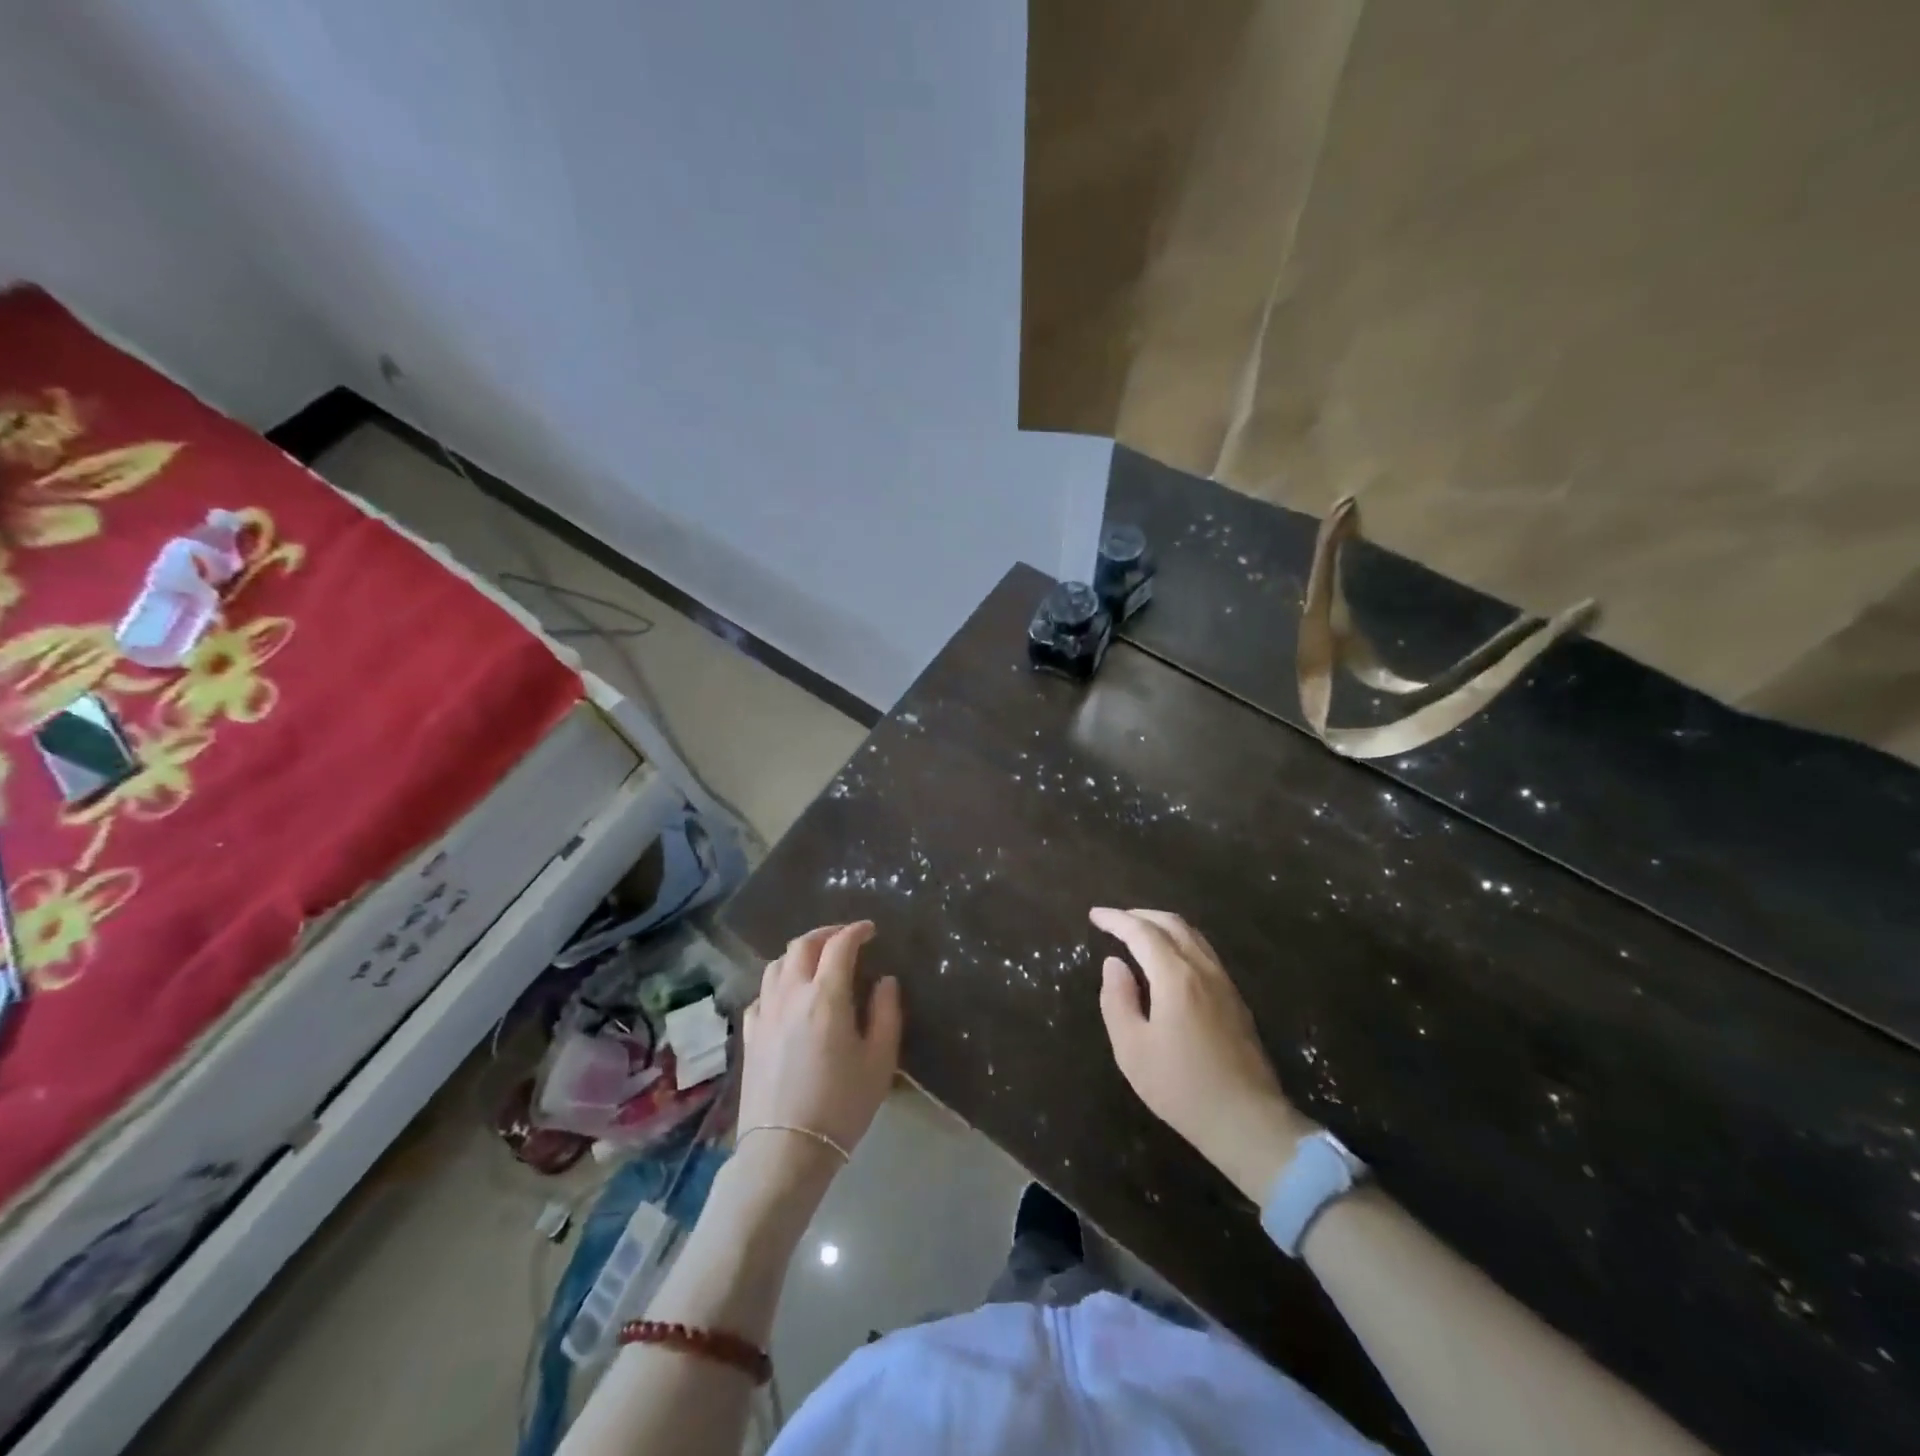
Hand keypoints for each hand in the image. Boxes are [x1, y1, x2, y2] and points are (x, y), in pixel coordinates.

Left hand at [740, 922, 901, 1176]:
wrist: (785, 1151)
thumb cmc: (841, 1105)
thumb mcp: (879, 1060)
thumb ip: (886, 1013)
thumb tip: (884, 980)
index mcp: (826, 996)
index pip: (840, 945)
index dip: (856, 931)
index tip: (871, 930)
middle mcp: (791, 994)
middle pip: (802, 945)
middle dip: (826, 933)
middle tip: (845, 938)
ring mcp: (765, 1013)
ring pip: (777, 964)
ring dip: (799, 953)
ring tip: (817, 961)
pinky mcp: (750, 1035)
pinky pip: (762, 993)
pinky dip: (779, 982)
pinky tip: (788, 996)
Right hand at [1091, 907, 1316, 1200]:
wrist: (1247, 1122)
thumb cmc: (1181, 1087)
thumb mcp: (1132, 1049)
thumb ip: (1117, 1000)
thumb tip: (1114, 964)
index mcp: (1176, 977)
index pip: (1142, 933)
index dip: (1116, 920)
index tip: (1094, 915)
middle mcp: (1204, 970)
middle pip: (1172, 924)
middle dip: (1140, 915)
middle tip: (1115, 921)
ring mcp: (1225, 984)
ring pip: (1193, 936)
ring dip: (1163, 926)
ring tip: (1139, 934)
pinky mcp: (1236, 1001)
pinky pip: (1204, 953)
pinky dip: (1180, 943)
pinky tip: (1168, 962)